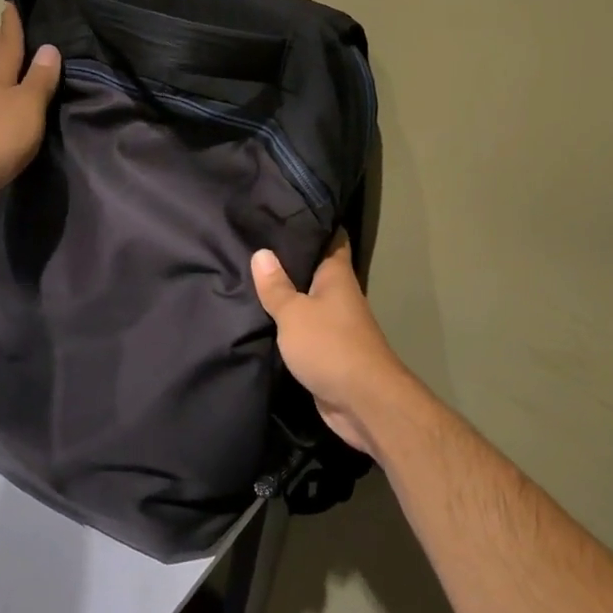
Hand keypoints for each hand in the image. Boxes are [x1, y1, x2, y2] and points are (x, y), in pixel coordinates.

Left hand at [0, 4, 60, 220]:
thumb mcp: (27, 105)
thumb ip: (39, 80)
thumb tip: (49, 48)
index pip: (8, 44)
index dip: (11, 24)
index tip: (10, 2)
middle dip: (5, 45)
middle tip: (9, 27)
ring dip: (8, 76)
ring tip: (21, 68)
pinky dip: (8, 103)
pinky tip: (16, 109)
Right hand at [251, 234, 410, 457]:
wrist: (362, 402)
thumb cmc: (330, 346)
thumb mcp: (294, 313)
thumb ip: (276, 286)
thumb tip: (261, 252)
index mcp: (337, 275)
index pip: (330, 237)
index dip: (313, 222)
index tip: (287, 209)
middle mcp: (339, 294)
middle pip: (315, 268)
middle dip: (289, 258)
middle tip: (254, 241)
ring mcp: (336, 323)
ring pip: (307, 299)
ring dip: (286, 293)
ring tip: (250, 276)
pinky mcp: (328, 350)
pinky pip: (303, 328)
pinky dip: (286, 323)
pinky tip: (261, 318)